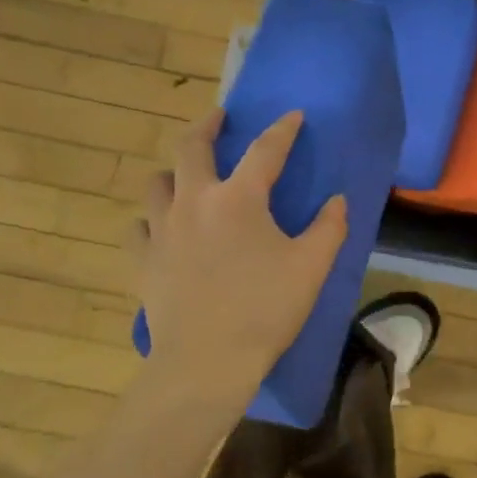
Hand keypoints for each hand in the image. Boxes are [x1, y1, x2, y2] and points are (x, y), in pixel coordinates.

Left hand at [133, 109, 347, 410]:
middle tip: (219, 118)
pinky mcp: (143, 260)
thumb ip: (330, 227)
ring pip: (157, 183)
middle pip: (192, 148)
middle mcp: (194, 202)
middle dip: (207, 126)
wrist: (206, 361)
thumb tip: (338, 200)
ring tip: (186, 174)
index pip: (265, 150)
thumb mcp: (312, 267)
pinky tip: (161, 226)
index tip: (293, 116)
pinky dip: (151, 218)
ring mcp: (162, 230)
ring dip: (174, 171)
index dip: (282, 130)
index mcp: (239, 199)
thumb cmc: (265, 309)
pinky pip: (139, 226)